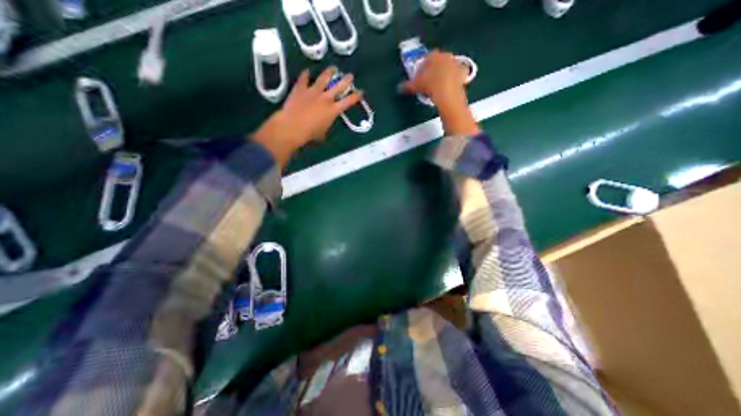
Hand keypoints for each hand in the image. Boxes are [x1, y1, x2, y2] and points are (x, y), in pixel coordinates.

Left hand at [252, 67, 361, 166]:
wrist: (293, 126)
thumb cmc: (310, 133)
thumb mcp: (323, 132)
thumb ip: (327, 123)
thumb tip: (325, 123)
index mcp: (333, 110)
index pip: (348, 101)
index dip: (356, 96)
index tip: (360, 91)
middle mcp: (325, 98)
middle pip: (339, 86)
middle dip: (346, 80)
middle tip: (350, 75)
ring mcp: (313, 91)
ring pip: (323, 78)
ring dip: (329, 72)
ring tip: (333, 68)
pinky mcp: (300, 88)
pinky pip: (304, 79)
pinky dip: (306, 74)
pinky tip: (307, 71)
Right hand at [400, 48, 480, 134]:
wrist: (447, 92)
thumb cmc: (429, 85)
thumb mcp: (415, 86)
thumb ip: (407, 85)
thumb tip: (399, 88)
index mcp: (433, 56)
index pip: (426, 58)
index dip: (422, 67)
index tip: (420, 75)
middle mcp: (445, 56)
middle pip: (438, 61)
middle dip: (434, 69)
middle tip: (429, 80)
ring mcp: (456, 63)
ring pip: (448, 67)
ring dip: (444, 73)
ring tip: (438, 84)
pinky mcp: (463, 72)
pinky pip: (458, 74)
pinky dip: (455, 78)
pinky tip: (450, 85)